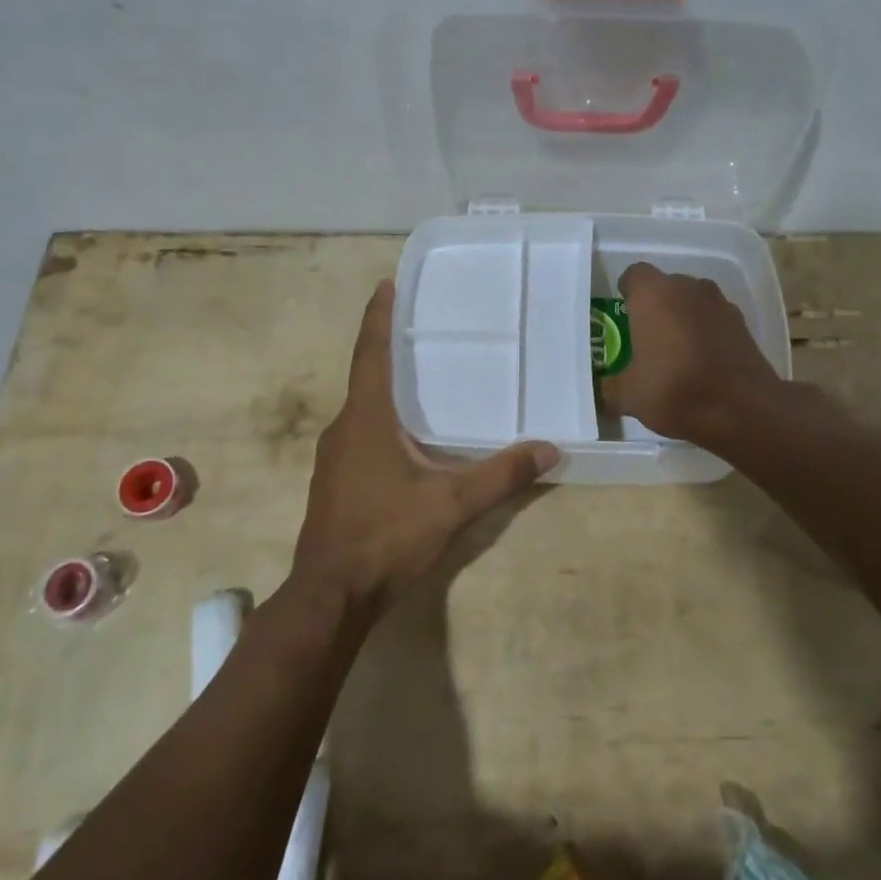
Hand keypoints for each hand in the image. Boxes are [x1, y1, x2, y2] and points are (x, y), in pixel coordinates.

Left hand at [294, 281, 557, 613]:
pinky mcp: (334, 482)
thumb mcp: (451, 505)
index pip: (371, 353)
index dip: (379, 317)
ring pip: (363, 408)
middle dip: (389, 348)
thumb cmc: (386, 536)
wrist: (331, 595)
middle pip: (366, 375)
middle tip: (422, 327)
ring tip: (421, 377)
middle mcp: (344, 428)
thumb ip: (501, 475)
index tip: (386, 284)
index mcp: (366, 418)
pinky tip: (408, 437)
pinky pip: (360, 434)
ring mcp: (333, 457)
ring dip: (386, 387)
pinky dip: (382, 419)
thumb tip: (549, 449)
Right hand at [600, 263, 787, 446]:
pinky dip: (706, 332)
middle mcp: (687, 288)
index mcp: (653, 295)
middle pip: (666, 286)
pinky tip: (701, 360)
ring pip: (693, 301)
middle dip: (655, 306)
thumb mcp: (629, 396)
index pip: (634, 275)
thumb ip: (611, 386)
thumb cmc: (674, 390)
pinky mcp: (742, 324)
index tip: (623, 314)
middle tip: (645, 335)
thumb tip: (604, 388)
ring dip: (683, 317)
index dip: (627, 291)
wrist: (742, 409)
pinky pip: (714, 319)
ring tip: (675, 349)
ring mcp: (719, 303)